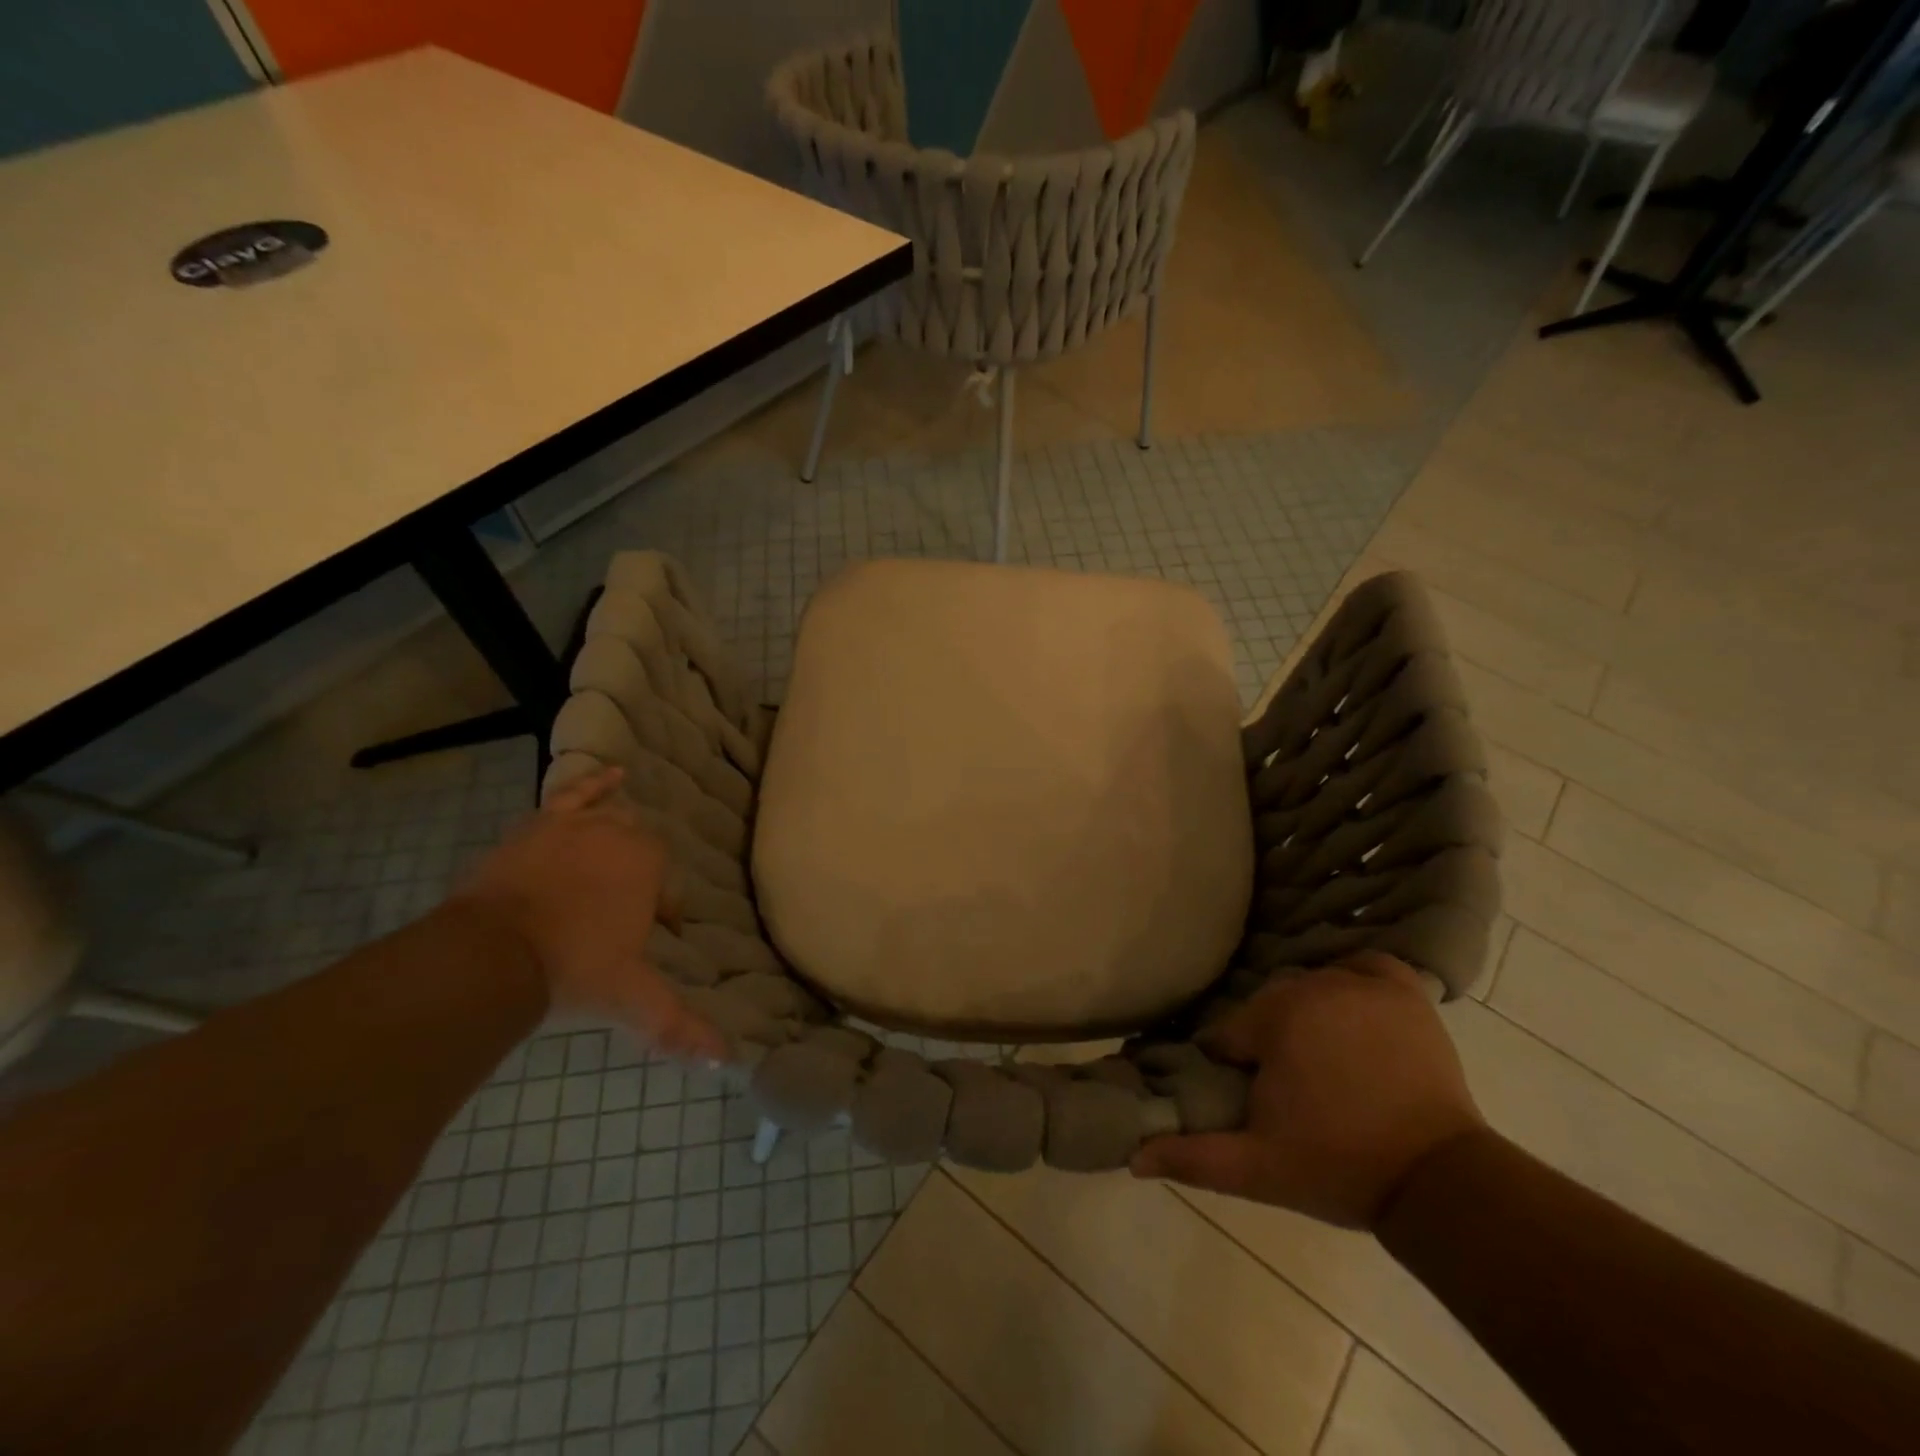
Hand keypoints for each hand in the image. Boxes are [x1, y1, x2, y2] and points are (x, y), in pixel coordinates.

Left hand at [451, 766, 727, 1062]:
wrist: (493, 953)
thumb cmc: (574, 968)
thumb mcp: (633, 998)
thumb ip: (680, 1027)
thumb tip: (727, 1061)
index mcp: (650, 868)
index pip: (668, 890)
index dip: (661, 916)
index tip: (648, 941)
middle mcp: (621, 836)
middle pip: (641, 851)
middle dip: (637, 878)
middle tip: (619, 914)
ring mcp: (578, 825)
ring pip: (611, 821)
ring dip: (618, 836)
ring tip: (615, 853)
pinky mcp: (540, 823)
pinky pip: (574, 793)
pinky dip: (595, 783)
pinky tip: (612, 774)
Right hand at [1131, 952, 1485, 1229]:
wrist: (1439, 1182)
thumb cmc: (1339, 1167)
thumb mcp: (1257, 1168)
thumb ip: (1192, 1156)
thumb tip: (1132, 1155)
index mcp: (1274, 1017)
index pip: (1230, 1033)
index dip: (1234, 1067)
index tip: (1253, 1098)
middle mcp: (1314, 986)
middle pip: (1269, 1007)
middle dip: (1271, 1042)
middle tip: (1293, 1091)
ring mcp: (1362, 985)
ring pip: (1311, 987)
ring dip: (1308, 1017)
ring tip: (1326, 1064)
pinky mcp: (1405, 992)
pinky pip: (1365, 967)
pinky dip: (1355, 980)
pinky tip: (1354, 1011)